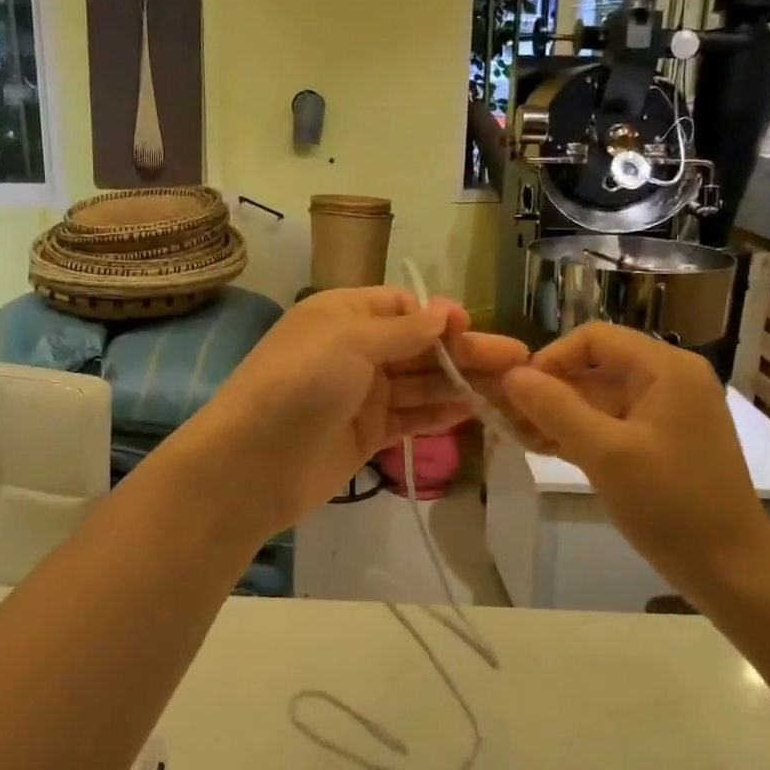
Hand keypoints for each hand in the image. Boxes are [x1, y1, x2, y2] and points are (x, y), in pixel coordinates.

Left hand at [166, 287, 527, 548]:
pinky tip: (476, 409)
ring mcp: (361, 394)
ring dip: (462, 382)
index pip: (402, 306)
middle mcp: (355, 350)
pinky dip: (440, 413)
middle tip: (518, 359)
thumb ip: (402, 329)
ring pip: (421, 383)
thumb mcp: (349, 340)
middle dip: (466, 351)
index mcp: (343, 315)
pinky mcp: (367, 433)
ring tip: (512, 387)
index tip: (472, 328)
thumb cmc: (300, 383)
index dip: (439, 316)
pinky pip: (411, 417)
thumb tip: (444, 311)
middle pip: (420, 346)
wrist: (252, 463)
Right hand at [498, 323, 769, 601]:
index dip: (551, 358)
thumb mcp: (606, 453)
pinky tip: (540, 447)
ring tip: (514, 435)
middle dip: (548, 389)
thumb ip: (554, 408)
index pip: (594, 338)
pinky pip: (610, 424)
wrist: (732, 572)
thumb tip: (510, 375)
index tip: (518, 392)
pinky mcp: (660, 443)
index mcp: (666, 368)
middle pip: (594, 367)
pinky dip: (577, 432)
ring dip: (556, 413)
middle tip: (505, 416)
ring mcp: (665, 413)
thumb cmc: (672, 504)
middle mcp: (668, 380)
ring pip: (597, 398)